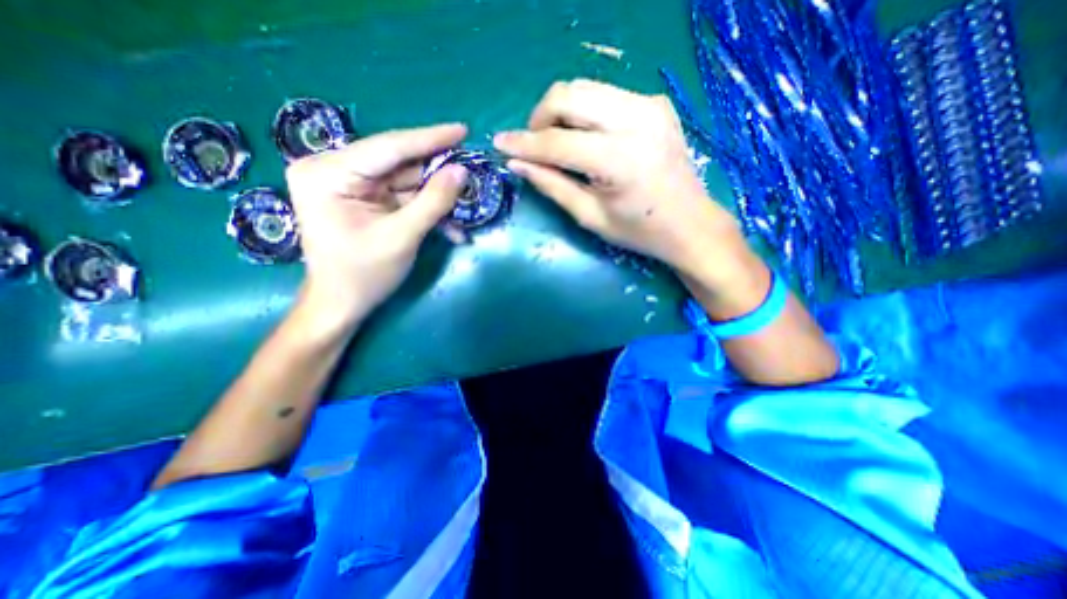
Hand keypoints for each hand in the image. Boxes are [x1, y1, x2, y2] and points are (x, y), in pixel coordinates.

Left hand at [286, 125, 467, 332]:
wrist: (342, 304)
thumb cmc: (364, 274)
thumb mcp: (402, 237)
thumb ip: (433, 202)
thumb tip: (461, 172)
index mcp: (328, 173)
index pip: (388, 148)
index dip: (429, 139)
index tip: (462, 130)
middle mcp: (333, 170)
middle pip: (398, 163)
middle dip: (437, 172)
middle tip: (471, 168)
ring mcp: (348, 185)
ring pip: (404, 180)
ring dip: (437, 195)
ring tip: (466, 200)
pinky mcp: (363, 199)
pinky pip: (402, 196)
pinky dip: (426, 209)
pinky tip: (451, 226)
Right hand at [492, 77, 744, 275]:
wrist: (691, 224)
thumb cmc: (640, 231)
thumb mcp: (590, 216)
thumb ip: (552, 186)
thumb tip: (517, 164)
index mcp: (619, 159)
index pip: (557, 141)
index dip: (524, 142)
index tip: (500, 143)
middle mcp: (636, 120)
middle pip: (569, 94)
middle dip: (541, 117)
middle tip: (535, 145)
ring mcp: (650, 105)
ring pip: (586, 87)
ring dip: (561, 111)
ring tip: (557, 141)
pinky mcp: (655, 103)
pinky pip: (605, 95)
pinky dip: (585, 111)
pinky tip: (586, 136)